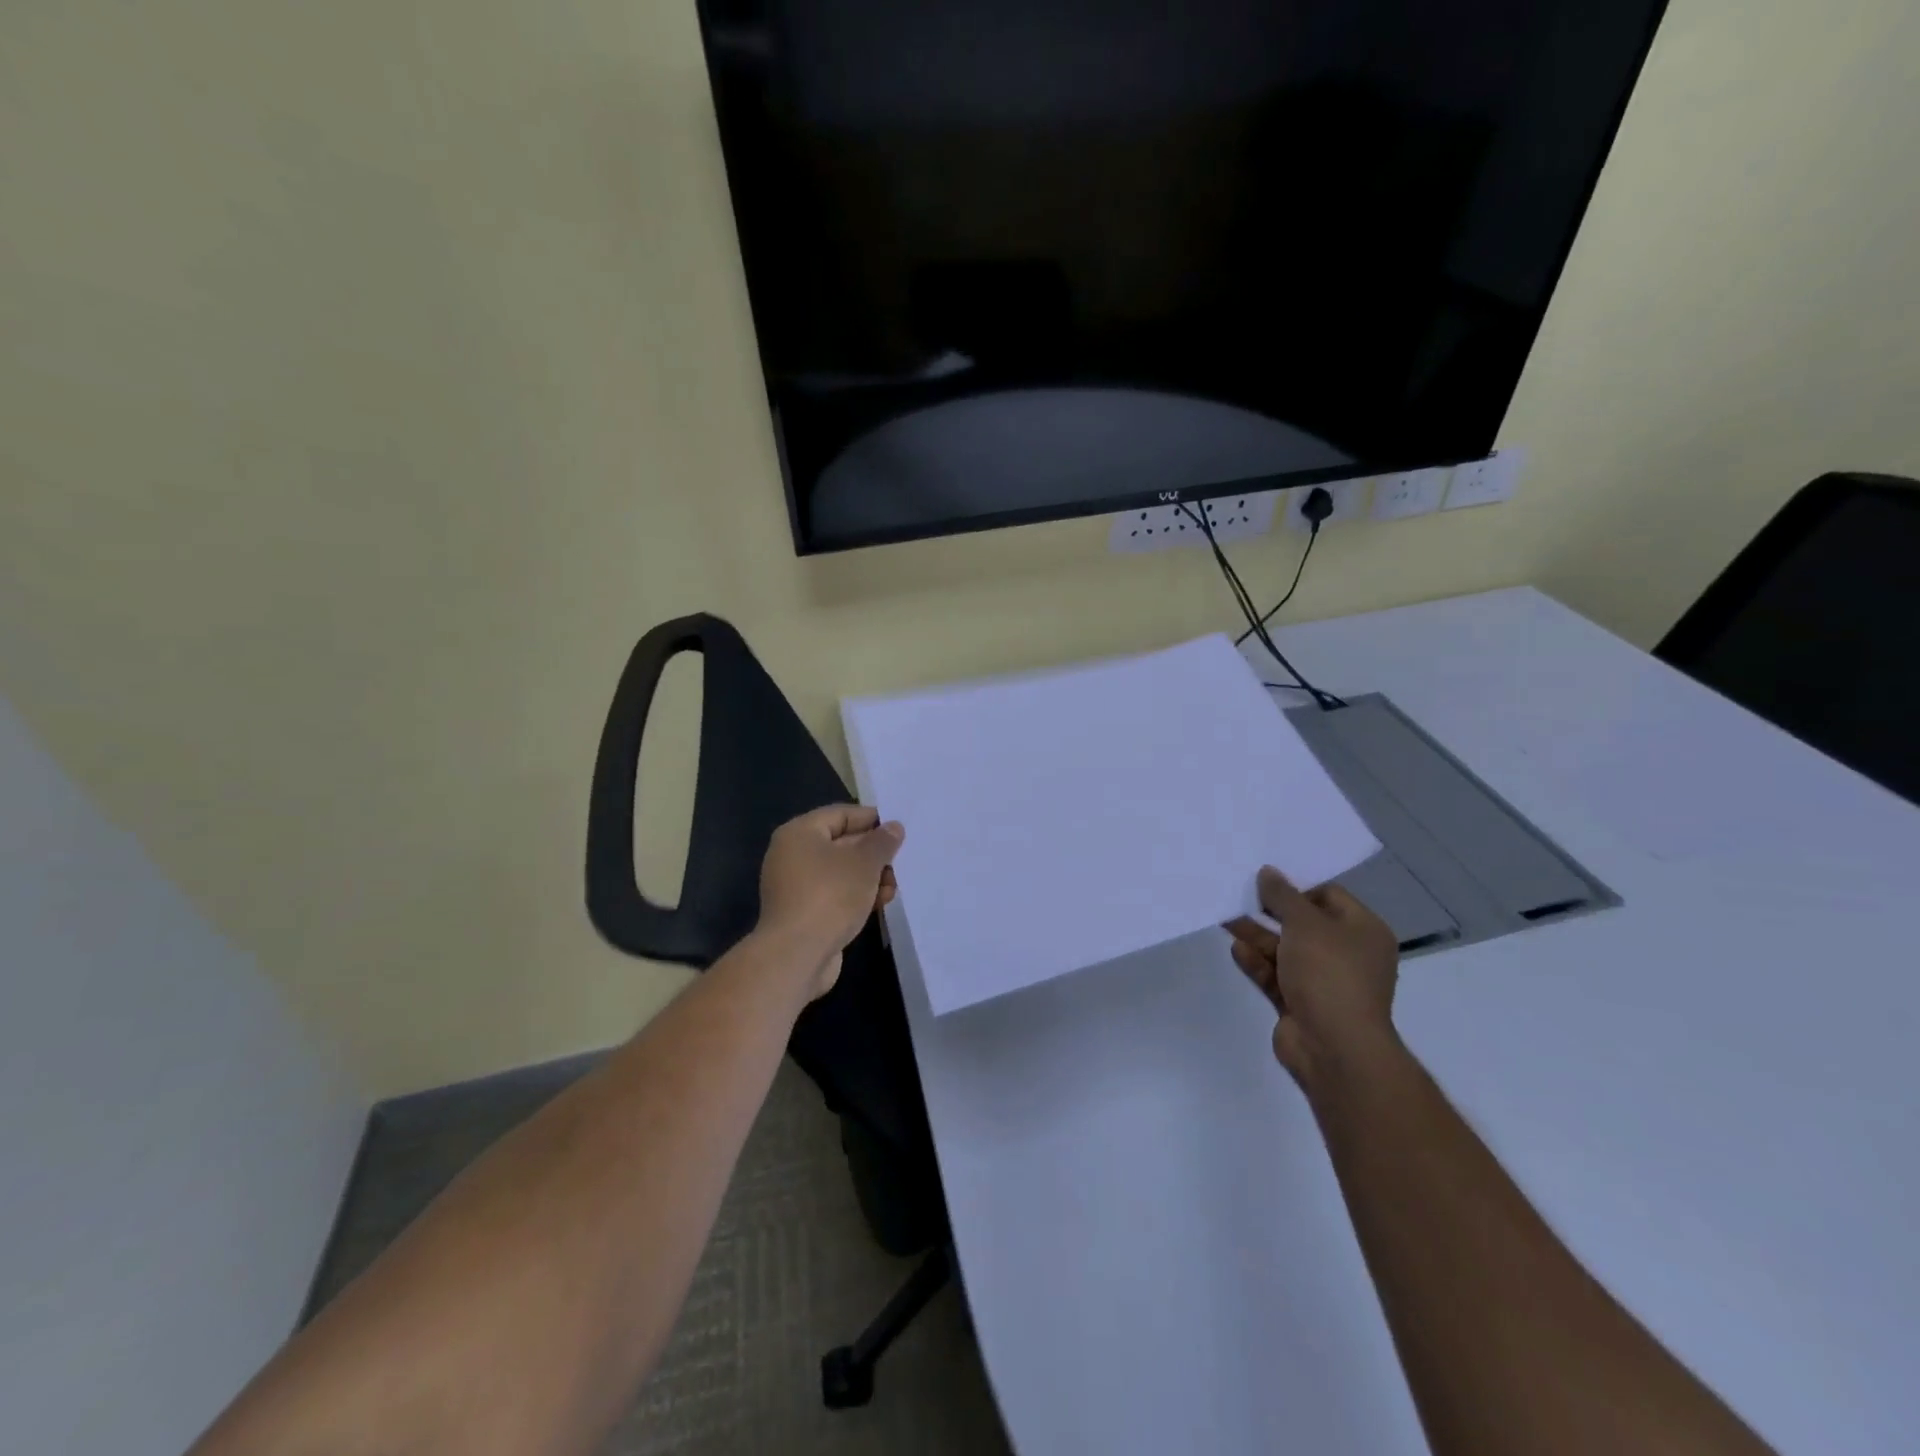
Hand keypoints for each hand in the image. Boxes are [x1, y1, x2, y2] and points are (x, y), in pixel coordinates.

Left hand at [757, 805, 903, 999]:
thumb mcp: (864, 862)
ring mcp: (796, 886)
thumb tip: (893, 827)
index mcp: (799, 833)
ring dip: (870, 877)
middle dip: (873, 852)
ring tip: (894, 886)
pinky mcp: (804, 913)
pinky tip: (880, 903)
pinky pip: (835, 894)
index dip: (871, 818)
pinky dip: (857, 896)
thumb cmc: (830, 895)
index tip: (899, 828)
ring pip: (841, 872)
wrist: (797, 955)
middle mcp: (793, 855)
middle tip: (902, 859)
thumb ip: (882, 841)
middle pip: (841, 843)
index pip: (840, 814)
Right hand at [1224, 866, 1400, 1095]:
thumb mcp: (1305, 924)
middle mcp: (1348, 954)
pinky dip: (1257, 962)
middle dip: (1271, 911)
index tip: (1263, 879)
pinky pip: (1276, 975)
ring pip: (1285, 950)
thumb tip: (1268, 872)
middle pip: (1304, 923)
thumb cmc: (1329, 974)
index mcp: (1364, 931)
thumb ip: (1283, 896)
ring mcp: (1324, 982)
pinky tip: (1236, 950)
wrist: (1334, 1048)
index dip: (1297, 886)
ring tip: (1226, 918)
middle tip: (1239, 893)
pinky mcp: (1300, 1003)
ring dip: (1258, 935)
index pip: (1329, 896)